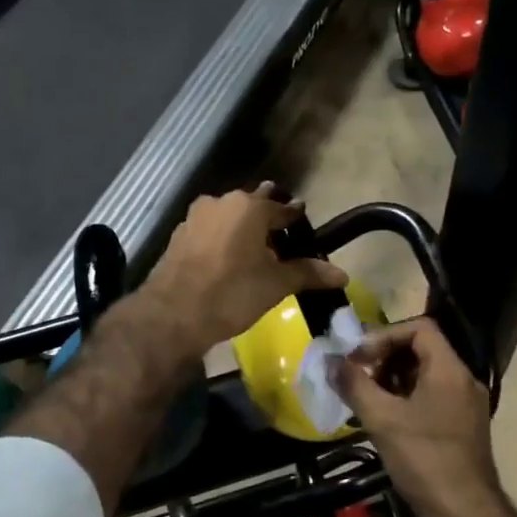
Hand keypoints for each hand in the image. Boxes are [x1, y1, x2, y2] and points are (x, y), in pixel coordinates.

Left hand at [139, 184, 346, 357]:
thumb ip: (308, 273)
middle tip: (281, 238)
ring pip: (228, 219)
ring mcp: (195, 217)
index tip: (303, 225)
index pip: (281, 208)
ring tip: (255, 251)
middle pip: (252, 208)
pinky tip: (227, 261)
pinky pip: (210, 232)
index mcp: (249, 207)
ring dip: (242, 230)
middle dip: (267, 221)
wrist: (173, 314)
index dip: (294, 218)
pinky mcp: (178, 236)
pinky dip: (222, 241)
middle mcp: (220, 202)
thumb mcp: (275, 285)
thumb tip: (343, 274)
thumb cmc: (232, 293)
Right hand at [333, 318, 502, 516]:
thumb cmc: (425, 460)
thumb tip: (330, 362)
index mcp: (449, 370)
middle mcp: (462, 380)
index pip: (420, 328)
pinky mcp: (461, 427)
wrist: (466, 514)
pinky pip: (430, 398)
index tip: (359, 357)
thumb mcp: (383, 420)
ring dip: (392, 380)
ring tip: (364, 399)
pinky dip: (405, 400)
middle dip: (385, 358)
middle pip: (422, 350)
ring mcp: (465, 405)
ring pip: (424, 376)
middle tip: (357, 377)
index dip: (385, 335)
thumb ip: (354, 386)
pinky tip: (382, 420)